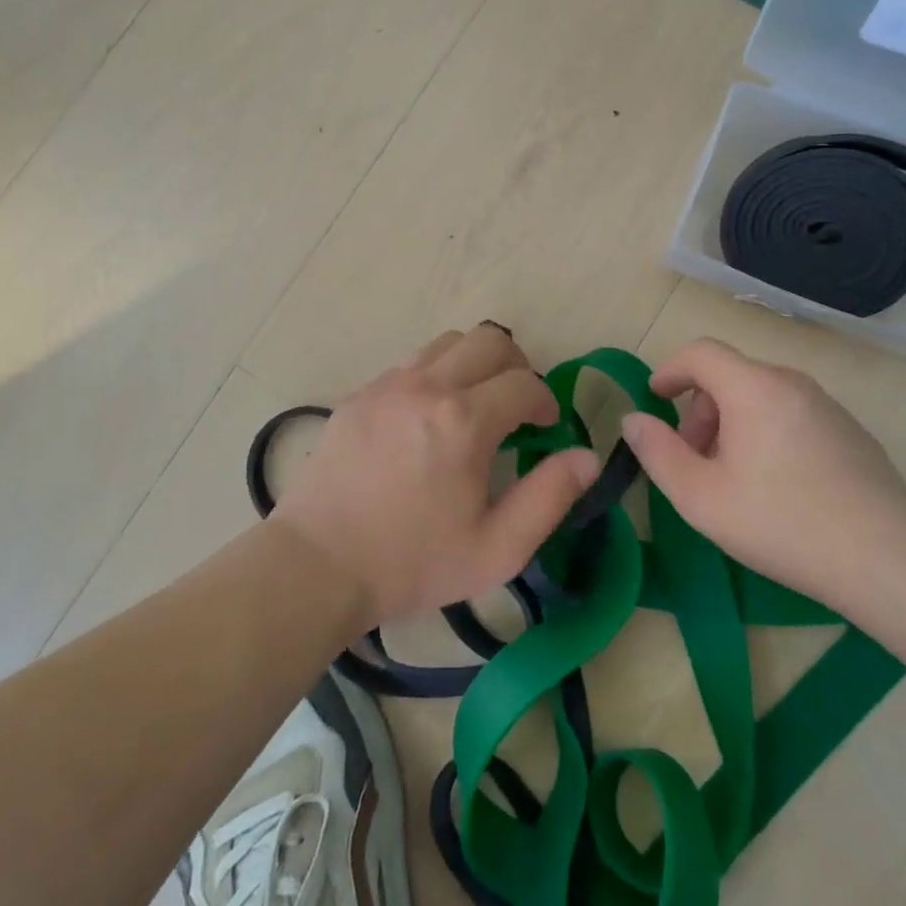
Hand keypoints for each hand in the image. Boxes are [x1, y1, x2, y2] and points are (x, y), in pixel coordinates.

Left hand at [273, 324, 599, 629]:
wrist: (318, 566)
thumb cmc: (413, 562)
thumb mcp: (497, 548)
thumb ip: (550, 497)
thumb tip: (588, 457)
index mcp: (465, 420)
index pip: (525, 383)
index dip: (545, 402)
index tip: (544, 428)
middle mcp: (427, 386)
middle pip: (489, 340)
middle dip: (516, 366)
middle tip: (516, 405)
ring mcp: (387, 385)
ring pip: (448, 343)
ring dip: (474, 364)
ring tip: (474, 405)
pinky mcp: (359, 394)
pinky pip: (410, 364)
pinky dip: (434, 376)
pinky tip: (427, 419)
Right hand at [620, 338, 905, 606]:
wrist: (888, 559)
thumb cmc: (782, 523)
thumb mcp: (701, 497)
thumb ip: (658, 453)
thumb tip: (634, 420)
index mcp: (754, 388)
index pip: (701, 352)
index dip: (670, 370)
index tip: (655, 399)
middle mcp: (792, 383)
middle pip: (730, 375)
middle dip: (699, 409)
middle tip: (693, 458)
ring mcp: (827, 405)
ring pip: (761, 395)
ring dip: (731, 422)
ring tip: (731, 477)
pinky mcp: (850, 430)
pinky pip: (791, 413)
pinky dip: (765, 430)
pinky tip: (775, 485)